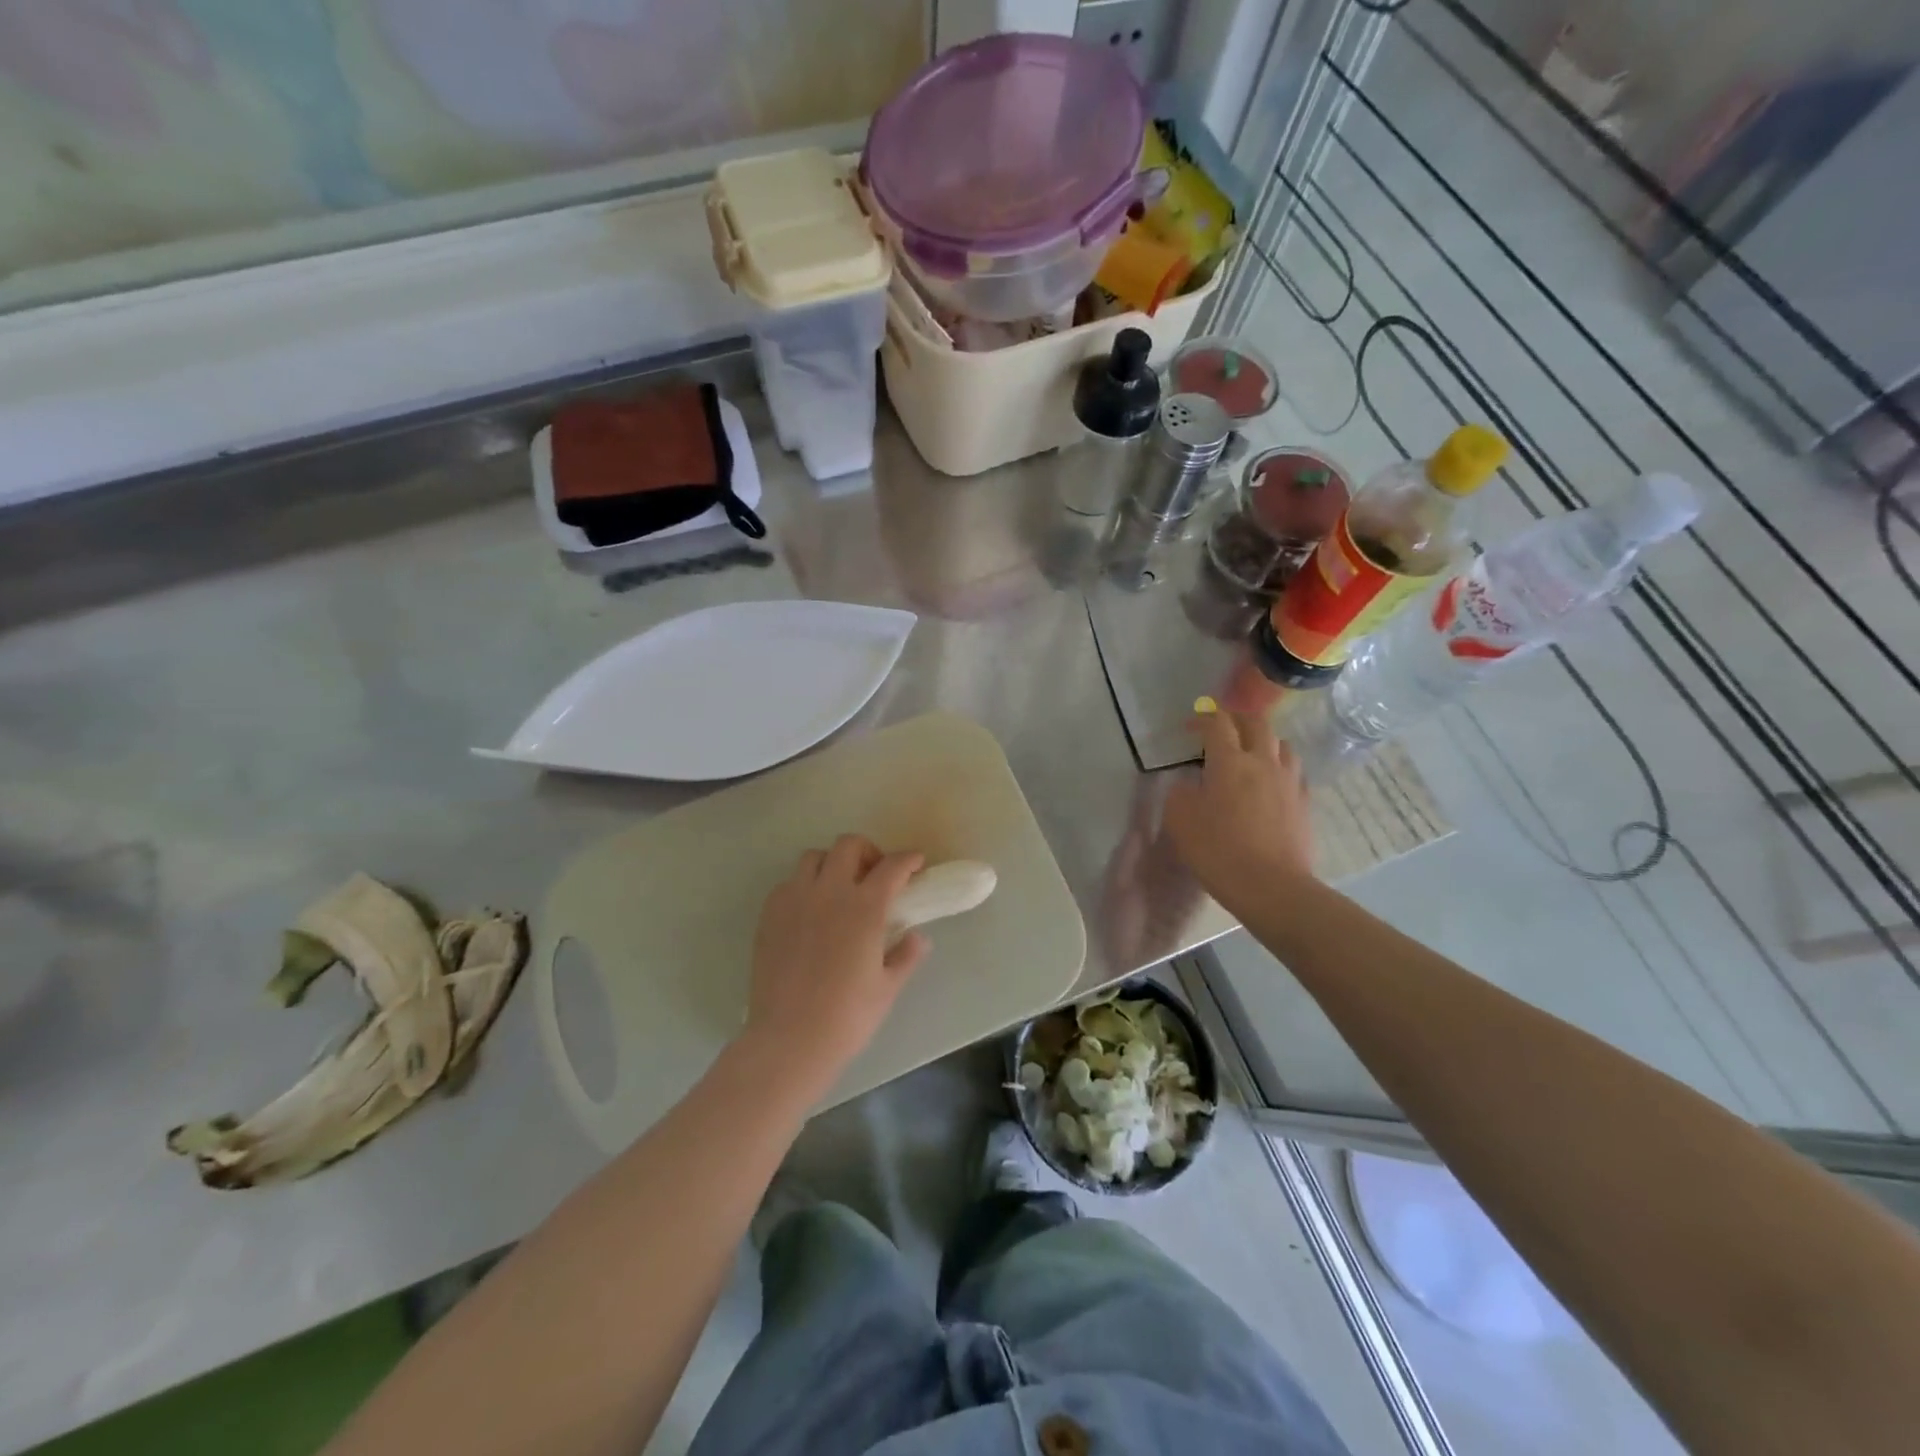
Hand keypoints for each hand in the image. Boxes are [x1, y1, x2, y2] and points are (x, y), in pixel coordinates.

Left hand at [742, 835, 928, 1095]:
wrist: (788, 1039)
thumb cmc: (847, 1016)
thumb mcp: (887, 988)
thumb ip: (905, 956)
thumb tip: (916, 937)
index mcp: (865, 907)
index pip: (892, 866)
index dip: (908, 859)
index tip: (916, 862)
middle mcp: (829, 892)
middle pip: (848, 845)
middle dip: (868, 851)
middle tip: (875, 874)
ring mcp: (795, 899)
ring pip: (814, 857)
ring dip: (833, 864)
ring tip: (840, 888)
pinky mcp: (769, 914)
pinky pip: (789, 883)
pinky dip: (805, 885)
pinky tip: (811, 911)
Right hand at [1163, 709, 1314, 912]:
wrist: (1271, 887)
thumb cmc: (1219, 851)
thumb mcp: (1180, 821)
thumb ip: (1180, 793)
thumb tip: (1189, 784)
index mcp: (1230, 761)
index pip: (1218, 724)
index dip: (1203, 718)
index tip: (1190, 726)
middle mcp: (1263, 762)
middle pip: (1256, 724)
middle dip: (1237, 718)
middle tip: (1222, 726)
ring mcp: (1288, 782)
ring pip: (1282, 744)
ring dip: (1263, 740)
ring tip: (1251, 751)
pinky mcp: (1303, 803)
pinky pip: (1293, 772)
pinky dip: (1279, 767)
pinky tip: (1270, 782)